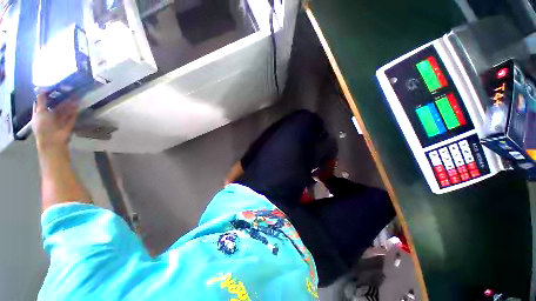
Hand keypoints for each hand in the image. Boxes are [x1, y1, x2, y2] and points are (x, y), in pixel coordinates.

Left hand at [32, 93, 78, 150]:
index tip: (52, 88)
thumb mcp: (40, 111)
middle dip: (60, 100)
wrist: (53, 141)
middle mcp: (49, 117)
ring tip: (76, 96)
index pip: (42, 103)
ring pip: (64, 111)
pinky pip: (71, 117)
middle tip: (67, 91)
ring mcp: (59, 122)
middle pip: (55, 106)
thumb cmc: (43, 126)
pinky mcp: (68, 125)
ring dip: (69, 104)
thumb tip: (41, 88)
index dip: (46, 96)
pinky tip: (78, 105)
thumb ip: (41, 100)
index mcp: (40, 114)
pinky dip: (74, 111)